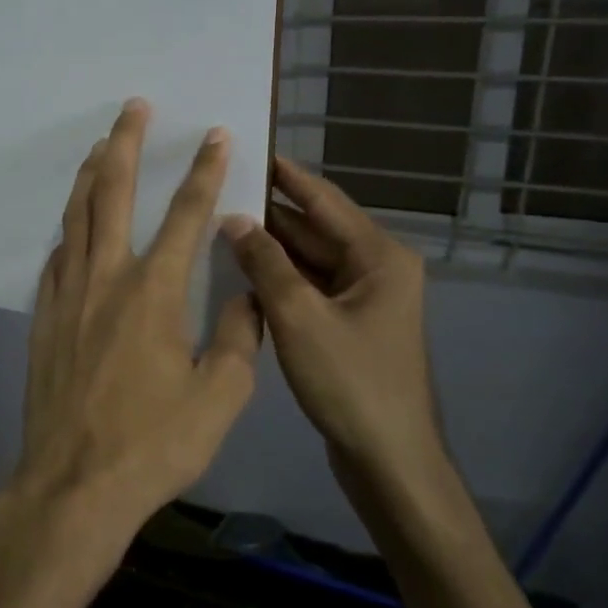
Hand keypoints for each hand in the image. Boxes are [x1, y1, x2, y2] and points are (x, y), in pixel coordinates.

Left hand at [15, 99, 262, 546]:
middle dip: (126, 144)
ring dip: (90, 176)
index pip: (186, 215)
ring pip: (76, 217)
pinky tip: (72, 226)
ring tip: (101, 146)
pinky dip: (68, 230)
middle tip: (133, 108)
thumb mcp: (219, 397)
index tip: (217, 135)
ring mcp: (67, 295)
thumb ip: (239, 337)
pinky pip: (56, 257)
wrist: (73, 483)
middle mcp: (106, 278)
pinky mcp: (44, 317)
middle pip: (113, 194)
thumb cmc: (152, 445)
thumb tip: (249, 294)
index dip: (206, 172)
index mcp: (155, 292)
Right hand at [220, 157, 445, 495]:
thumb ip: (265, 263)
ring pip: (310, 260)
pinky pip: (310, 288)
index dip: (286, 175)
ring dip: (271, 248)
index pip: (324, 200)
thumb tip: (233, 218)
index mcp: (379, 256)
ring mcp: (365, 299)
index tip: (250, 148)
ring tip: (218, 225)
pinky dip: (280, 279)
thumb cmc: (350, 381)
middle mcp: (377, 268)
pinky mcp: (350, 325)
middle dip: (269, 213)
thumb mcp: (299, 317)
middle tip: (219, 190)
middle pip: (316, 229)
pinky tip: (240, 272)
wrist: (388, 459)